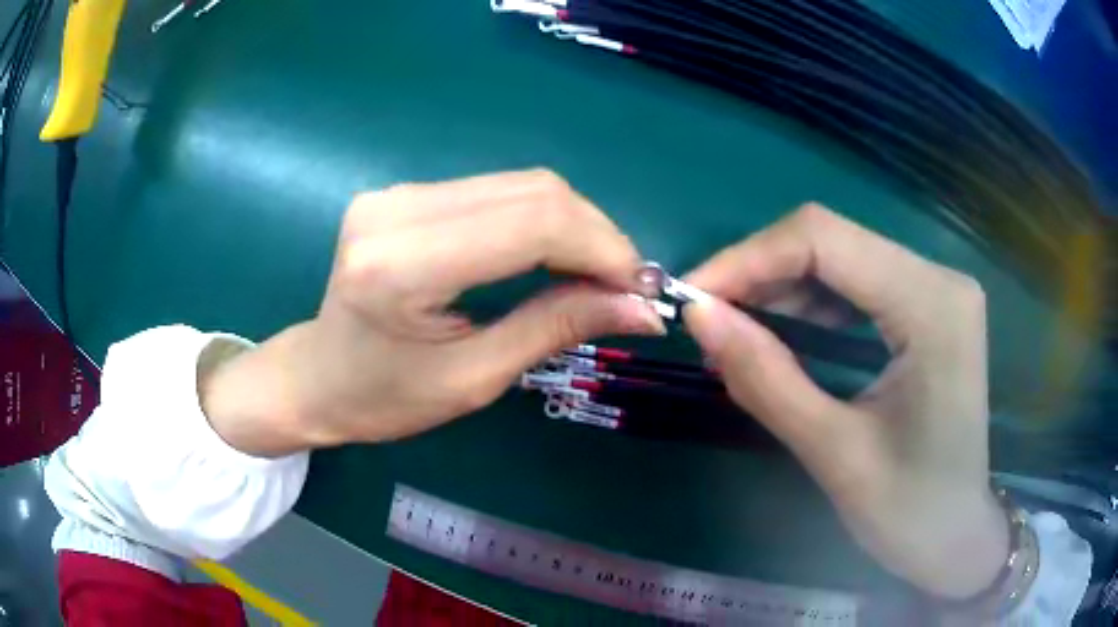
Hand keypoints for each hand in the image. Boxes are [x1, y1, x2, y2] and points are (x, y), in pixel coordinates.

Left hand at [201, 170, 663, 454]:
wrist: (316, 377)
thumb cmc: (384, 399)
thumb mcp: (475, 378)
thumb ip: (558, 328)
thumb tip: (643, 308)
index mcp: (403, 266)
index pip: (533, 222)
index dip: (603, 248)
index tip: (640, 289)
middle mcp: (397, 209)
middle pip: (533, 190)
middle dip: (596, 235)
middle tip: (624, 286)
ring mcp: (397, 192)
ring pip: (521, 184)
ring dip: (573, 226)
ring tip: (595, 275)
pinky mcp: (404, 193)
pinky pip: (495, 191)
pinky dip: (540, 221)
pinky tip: (552, 256)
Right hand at [683, 205, 1007, 599]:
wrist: (956, 536)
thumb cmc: (909, 511)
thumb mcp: (834, 454)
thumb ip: (766, 380)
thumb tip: (698, 316)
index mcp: (932, 305)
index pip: (825, 240)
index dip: (748, 258)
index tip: (692, 298)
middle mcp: (939, 278)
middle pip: (832, 239)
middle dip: (759, 271)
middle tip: (707, 317)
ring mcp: (936, 289)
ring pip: (840, 256)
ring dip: (780, 285)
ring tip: (733, 327)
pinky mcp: (928, 307)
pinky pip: (856, 282)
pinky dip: (809, 301)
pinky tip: (779, 330)